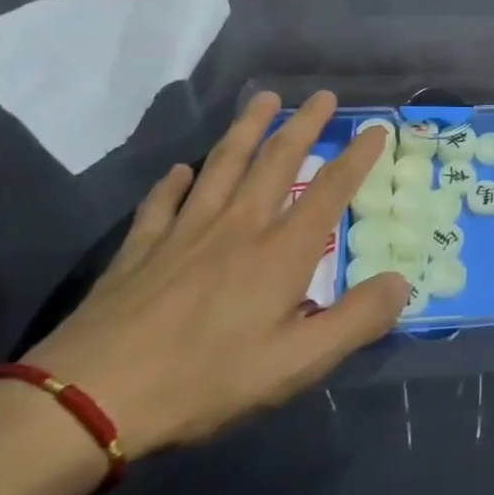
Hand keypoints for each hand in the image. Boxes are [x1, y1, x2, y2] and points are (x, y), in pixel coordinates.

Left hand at [25, 91, 407, 458]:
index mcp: (280, 252)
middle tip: (322, 95)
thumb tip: (402, 282)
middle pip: (276, 162)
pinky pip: (163, 202)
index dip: (357, 157)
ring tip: (263, 100)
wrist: (91, 399)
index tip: (376, 129)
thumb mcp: (298, 363)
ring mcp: (184, 232)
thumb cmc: (206, 381)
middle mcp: (238, 227)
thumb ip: (357, 320)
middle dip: (304, 125)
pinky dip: (174, 181)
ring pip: (222, 165)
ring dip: (246, 129)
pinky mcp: (140, 249)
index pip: (329, 191)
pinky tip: (181, 169)